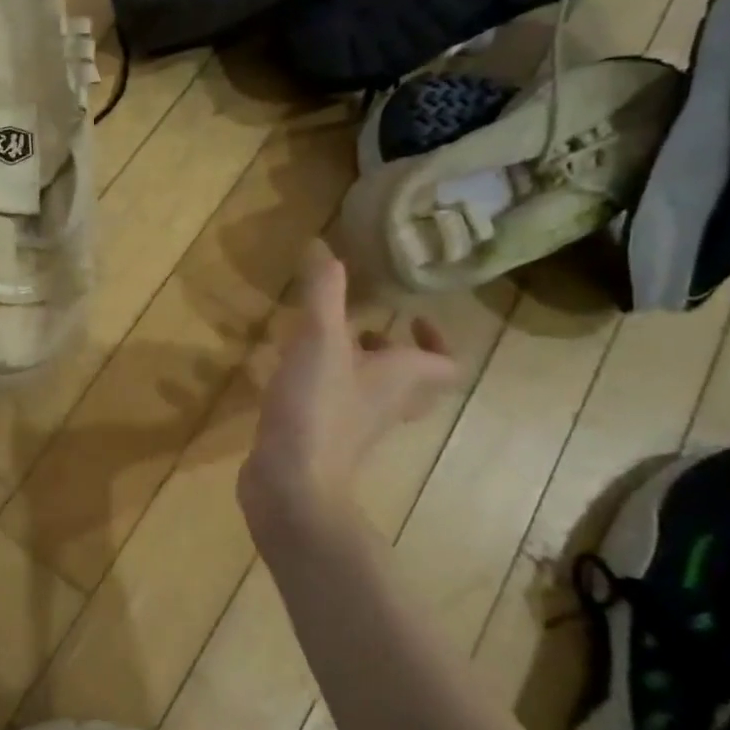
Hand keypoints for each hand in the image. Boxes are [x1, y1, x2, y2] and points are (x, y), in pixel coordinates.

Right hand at [238, 242, 457, 566]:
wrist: (290, 486)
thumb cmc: (317, 410)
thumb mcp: (318, 341)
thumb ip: (323, 292)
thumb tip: (322, 244)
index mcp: (399, 379)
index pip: (444, 362)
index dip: (437, 339)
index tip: (412, 316)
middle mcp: (385, 404)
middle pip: (410, 380)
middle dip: (391, 351)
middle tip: (366, 329)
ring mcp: (353, 427)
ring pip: (369, 394)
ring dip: (355, 368)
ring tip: (322, 343)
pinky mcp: (320, 441)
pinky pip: (332, 408)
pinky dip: (319, 388)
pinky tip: (285, 374)